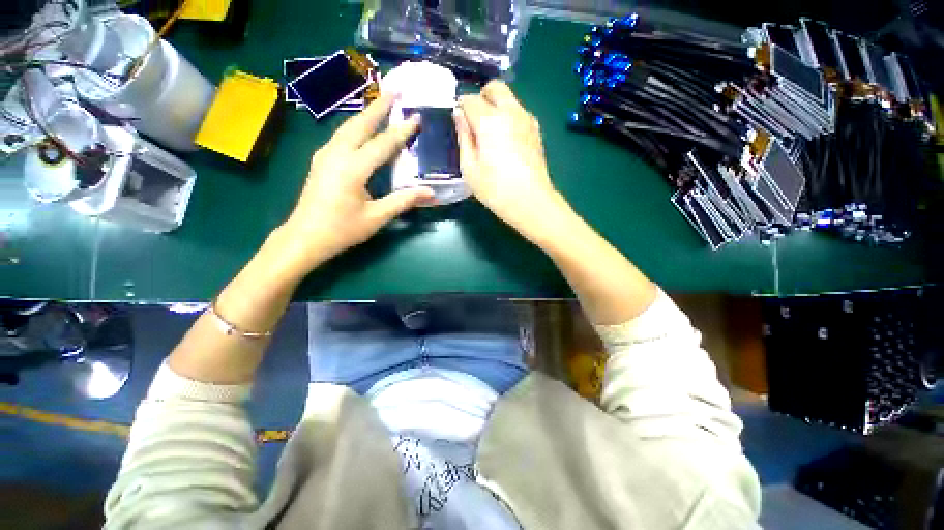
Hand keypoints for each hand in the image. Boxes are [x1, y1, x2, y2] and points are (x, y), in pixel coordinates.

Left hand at [278, 94, 433, 273]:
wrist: (304, 236)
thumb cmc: (342, 229)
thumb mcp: (377, 217)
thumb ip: (404, 201)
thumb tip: (431, 193)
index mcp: (352, 169)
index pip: (382, 144)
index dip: (401, 131)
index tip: (416, 117)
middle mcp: (337, 154)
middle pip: (360, 124)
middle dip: (378, 106)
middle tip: (395, 90)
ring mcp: (325, 155)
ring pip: (348, 127)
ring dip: (365, 114)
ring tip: (381, 103)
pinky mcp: (321, 160)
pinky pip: (341, 136)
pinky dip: (355, 127)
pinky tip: (362, 128)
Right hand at [455, 81, 565, 234]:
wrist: (531, 202)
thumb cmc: (495, 189)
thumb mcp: (470, 168)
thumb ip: (463, 137)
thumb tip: (458, 115)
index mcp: (489, 120)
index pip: (470, 100)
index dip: (461, 108)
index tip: (459, 122)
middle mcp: (510, 112)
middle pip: (495, 88)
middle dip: (481, 97)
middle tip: (474, 119)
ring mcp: (527, 120)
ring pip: (510, 99)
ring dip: (497, 106)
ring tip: (490, 133)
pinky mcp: (536, 131)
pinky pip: (520, 112)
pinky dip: (509, 116)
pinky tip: (506, 139)